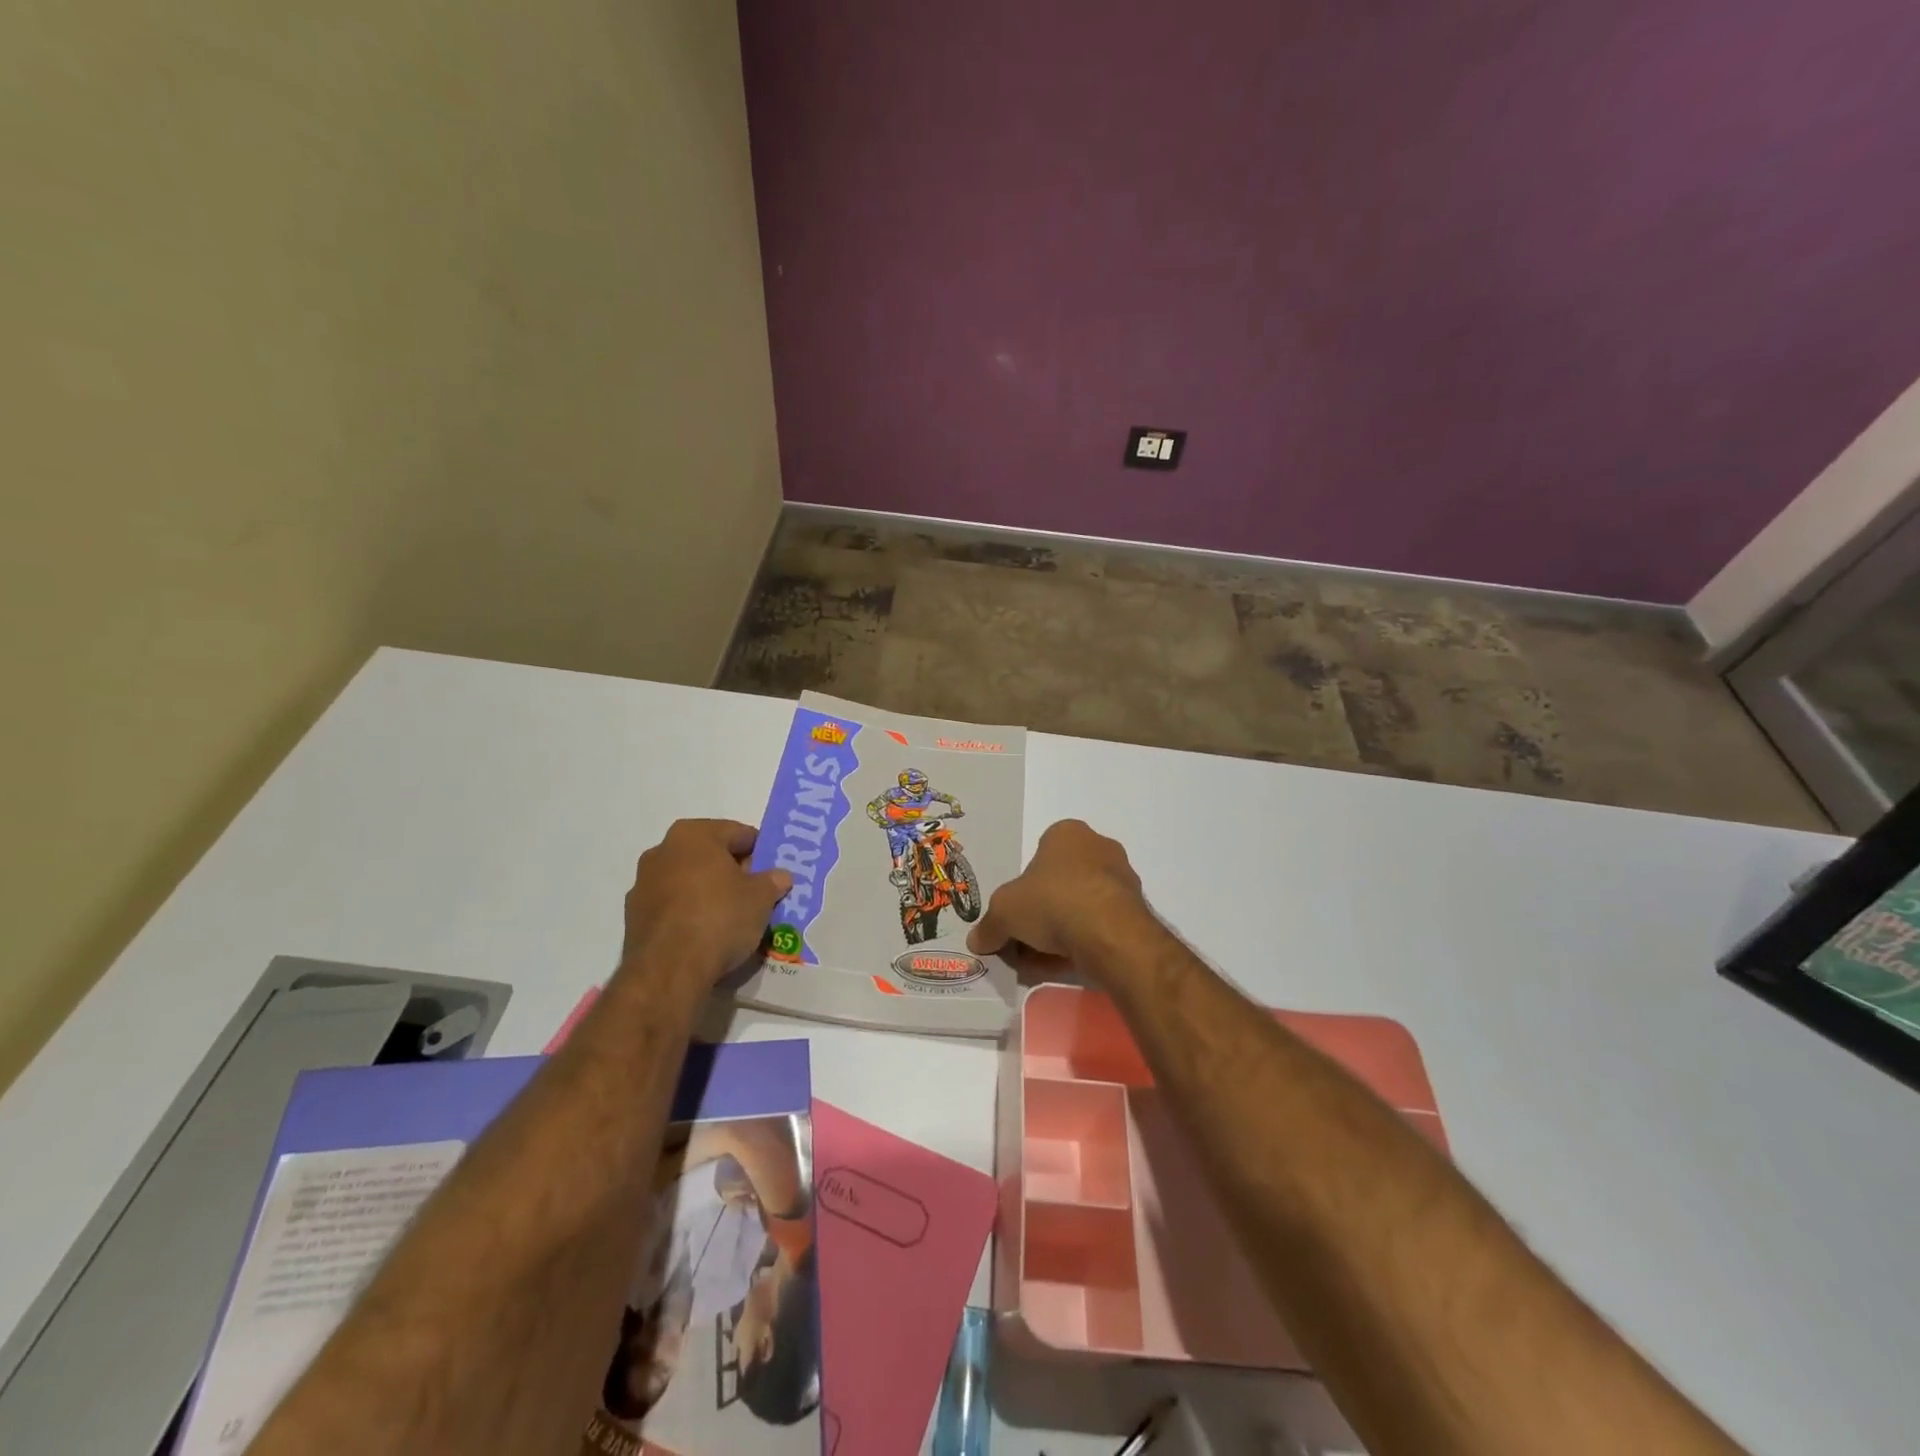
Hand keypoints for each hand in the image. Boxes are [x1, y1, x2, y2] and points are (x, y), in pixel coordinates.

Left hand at [620, 819, 791, 990]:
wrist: (669, 970)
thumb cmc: (719, 917)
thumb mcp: (761, 897)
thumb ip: (772, 881)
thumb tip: (779, 876)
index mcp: (693, 835)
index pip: (737, 833)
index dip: (760, 851)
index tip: (773, 871)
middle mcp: (662, 851)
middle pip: (710, 855)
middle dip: (734, 871)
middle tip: (757, 893)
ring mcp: (643, 885)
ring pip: (689, 881)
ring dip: (710, 892)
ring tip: (734, 917)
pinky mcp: (634, 917)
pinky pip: (673, 906)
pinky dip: (690, 913)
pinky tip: (708, 934)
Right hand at [967, 820, 1149, 972]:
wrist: (1109, 934)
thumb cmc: (1052, 902)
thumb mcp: (1004, 912)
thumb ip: (989, 925)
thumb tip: (977, 940)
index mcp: (1067, 833)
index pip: (1039, 854)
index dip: (1023, 886)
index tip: (1015, 914)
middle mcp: (1099, 847)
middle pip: (1061, 881)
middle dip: (1042, 911)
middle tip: (1026, 940)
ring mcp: (1122, 879)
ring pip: (1081, 904)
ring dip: (1063, 929)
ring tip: (1045, 959)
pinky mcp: (1136, 910)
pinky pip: (1101, 924)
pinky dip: (1084, 941)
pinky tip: (1069, 963)